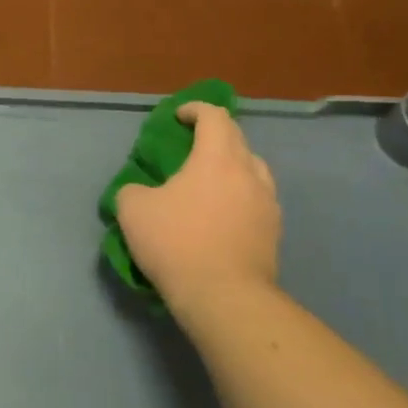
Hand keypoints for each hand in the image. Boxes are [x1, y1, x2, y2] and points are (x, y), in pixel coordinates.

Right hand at [115, 104, 280, 325]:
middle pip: (237, 139)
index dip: (195, 110)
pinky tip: (221, 216)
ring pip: (253, 171)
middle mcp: (249, 173)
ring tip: (209, 183)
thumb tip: (140, 192)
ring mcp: (268, 204)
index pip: (214, 117)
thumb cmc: (177, 242)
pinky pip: (257, 201)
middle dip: (214, 135)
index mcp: (217, 158)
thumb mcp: (133, 210)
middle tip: (191, 147)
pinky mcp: (275, 233)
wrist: (225, 297)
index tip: (178, 117)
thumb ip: (133, 190)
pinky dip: (239, 197)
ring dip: (232, 167)